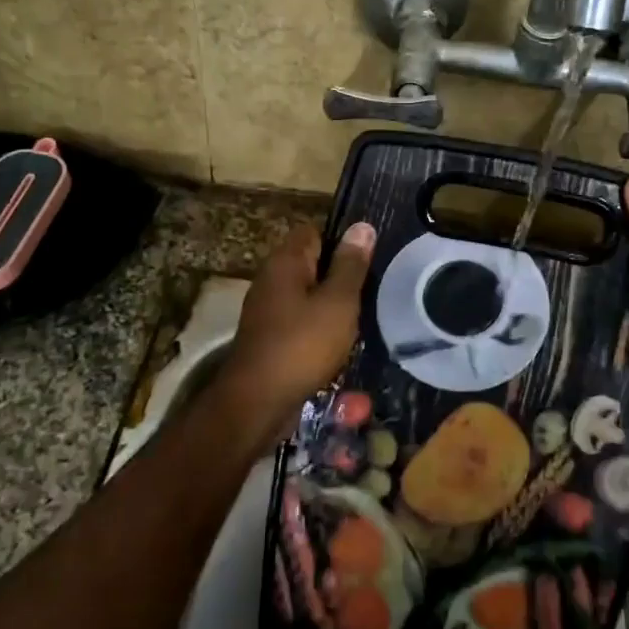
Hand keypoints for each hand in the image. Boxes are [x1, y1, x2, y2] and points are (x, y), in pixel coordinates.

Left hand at [215, 220, 376, 452]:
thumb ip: (351, 265)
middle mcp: (271, 279)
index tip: (369, 259)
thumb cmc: (302, 345)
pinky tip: (339, 344)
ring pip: (307, 295)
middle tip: (371, 290)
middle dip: (340, 276)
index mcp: (285, 262)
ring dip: (331, 306)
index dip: (342, 241)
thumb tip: (362, 226)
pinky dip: (318, 328)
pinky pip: (300, 321)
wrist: (258, 403)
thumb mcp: (338, 302)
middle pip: (311, 264)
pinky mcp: (269, 337)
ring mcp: (267, 310)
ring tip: (361, 318)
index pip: (314, 232)